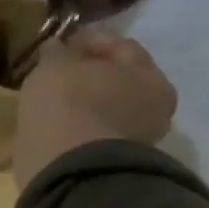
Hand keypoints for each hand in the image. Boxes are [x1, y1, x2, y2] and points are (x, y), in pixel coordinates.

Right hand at [12, 28, 177, 190]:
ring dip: (87, 104)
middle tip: (61, 74)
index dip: (90, 40)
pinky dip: (82, 127)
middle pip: (120, 80)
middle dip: (92, 76)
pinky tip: (59, 125)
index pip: (121, 46)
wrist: (68, 166)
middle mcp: (155, 105)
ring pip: (110, 109)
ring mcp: (139, 138)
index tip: (62, 44)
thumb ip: (57, 52)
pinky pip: (97, 133)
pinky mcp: (116, 163)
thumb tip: (58, 48)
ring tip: (56, 102)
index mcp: (149, 74)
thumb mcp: (53, 65)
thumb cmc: (67, 102)